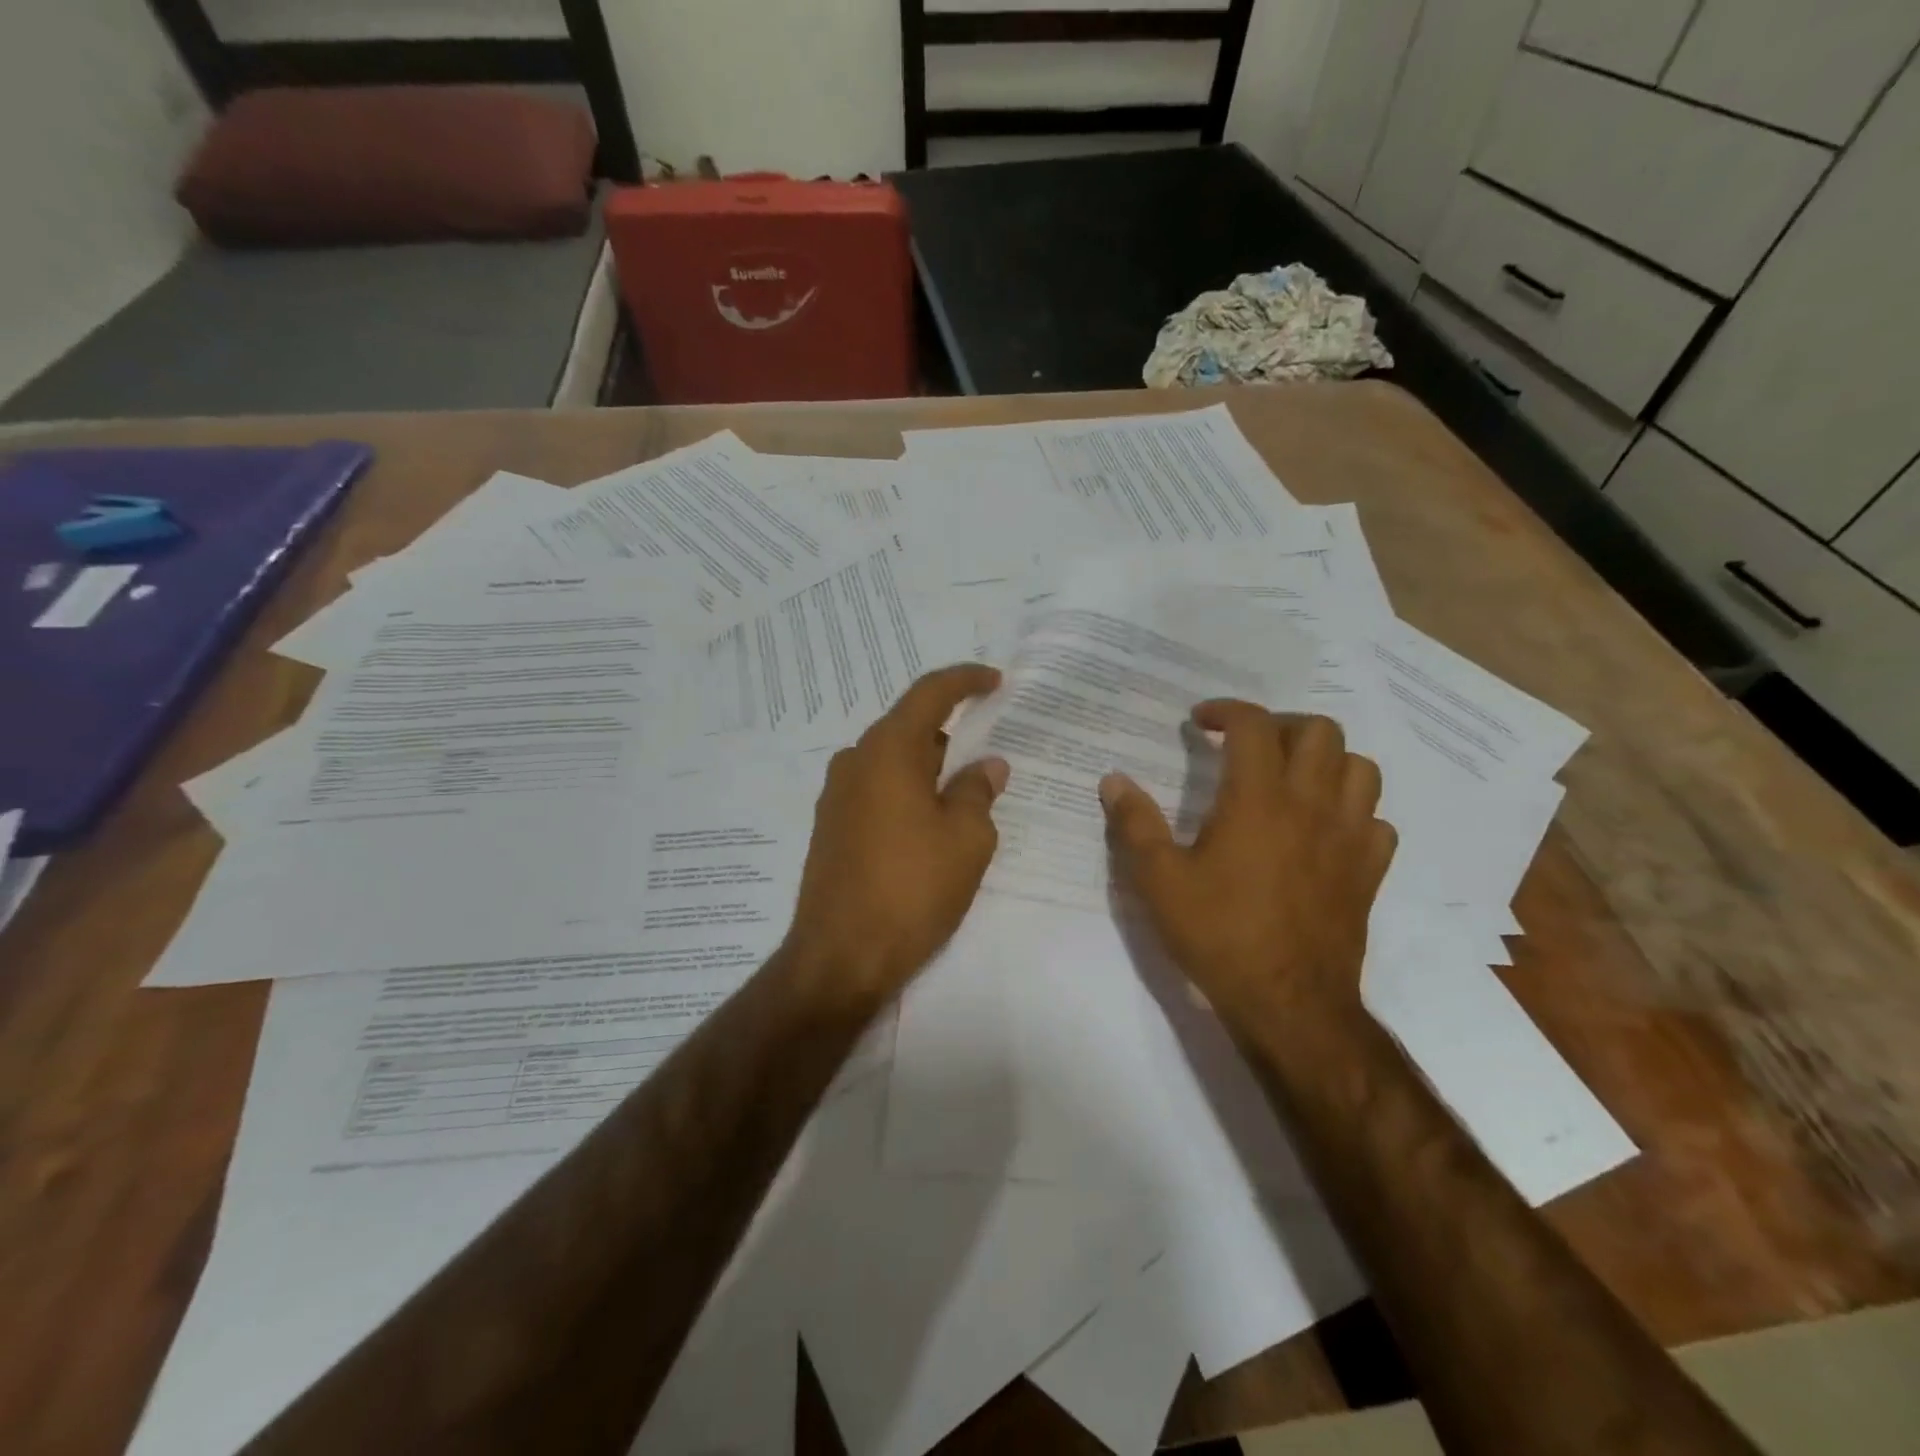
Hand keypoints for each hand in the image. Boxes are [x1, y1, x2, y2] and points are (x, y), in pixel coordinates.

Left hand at [785, 664, 1009, 1006]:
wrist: (841, 958)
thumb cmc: (912, 889)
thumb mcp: (966, 839)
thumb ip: (978, 792)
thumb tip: (987, 766)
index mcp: (887, 751)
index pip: (929, 694)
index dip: (966, 680)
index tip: (996, 681)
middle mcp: (855, 762)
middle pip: (909, 728)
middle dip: (951, 735)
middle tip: (989, 751)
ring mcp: (837, 796)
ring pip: (893, 763)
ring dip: (929, 769)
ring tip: (965, 794)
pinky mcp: (831, 828)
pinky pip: (877, 790)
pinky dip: (908, 793)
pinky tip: (930, 824)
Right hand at [1099, 704, 1395, 1039]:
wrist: (1289, 1004)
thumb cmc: (1219, 935)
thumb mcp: (1159, 881)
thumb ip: (1135, 824)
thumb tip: (1112, 780)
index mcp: (1258, 799)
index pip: (1253, 724)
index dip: (1226, 710)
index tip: (1199, 721)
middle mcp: (1312, 805)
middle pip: (1320, 731)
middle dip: (1281, 726)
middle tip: (1248, 747)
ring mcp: (1349, 838)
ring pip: (1361, 768)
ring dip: (1326, 761)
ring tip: (1292, 779)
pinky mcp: (1369, 872)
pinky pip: (1376, 821)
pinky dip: (1353, 812)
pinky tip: (1324, 831)